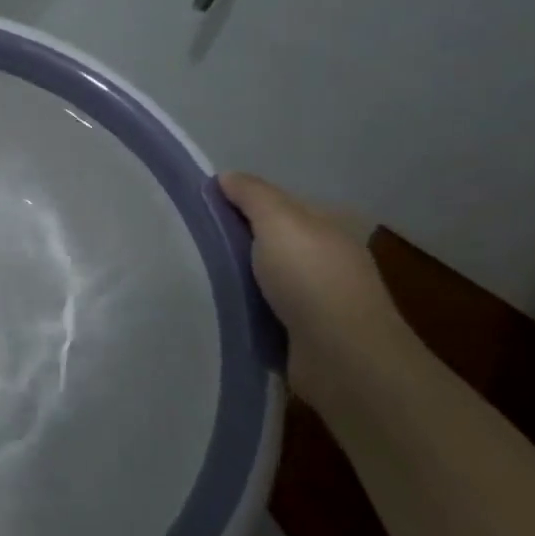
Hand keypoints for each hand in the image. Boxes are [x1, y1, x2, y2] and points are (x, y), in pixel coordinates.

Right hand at [218, 173, 430, 419]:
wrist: (343, 358)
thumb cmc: (312, 279)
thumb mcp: (279, 221)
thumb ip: (252, 194)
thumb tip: (226, 177)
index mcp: (327, 226)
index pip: (277, 204)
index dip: (241, 202)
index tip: (201, 209)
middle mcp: (325, 258)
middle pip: (269, 242)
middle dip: (236, 242)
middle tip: (191, 244)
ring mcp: (317, 299)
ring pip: (264, 278)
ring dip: (238, 279)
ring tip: (195, 278)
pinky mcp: (304, 334)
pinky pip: (264, 311)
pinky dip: (245, 310)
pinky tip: (219, 310)